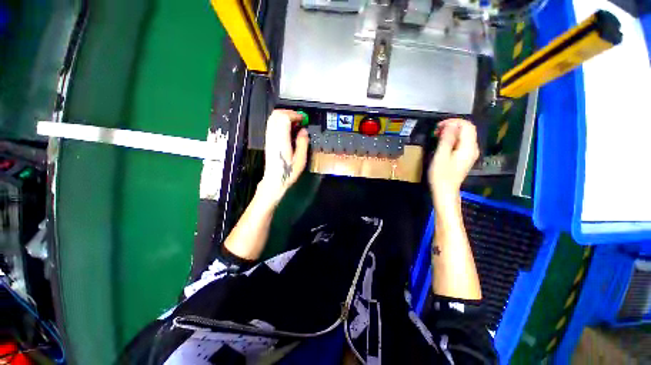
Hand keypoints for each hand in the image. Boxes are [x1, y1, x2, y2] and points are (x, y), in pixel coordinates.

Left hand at [257, 109, 309, 206]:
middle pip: (277, 115)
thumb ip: (302, 142)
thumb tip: (303, 131)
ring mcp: (269, 138)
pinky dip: (280, 122)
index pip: (284, 118)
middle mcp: (273, 136)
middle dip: (289, 113)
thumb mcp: (300, 159)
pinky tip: (288, 129)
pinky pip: (272, 124)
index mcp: (281, 140)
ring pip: (273, 118)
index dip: (295, 115)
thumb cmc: (288, 171)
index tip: (303, 118)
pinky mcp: (268, 140)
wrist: (274, 180)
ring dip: (284, 116)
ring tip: (295, 123)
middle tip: (300, 119)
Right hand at [428, 119, 478, 203]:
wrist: (445, 190)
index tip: (438, 126)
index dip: (453, 122)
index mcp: (468, 147)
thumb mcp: (441, 156)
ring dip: (452, 132)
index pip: (467, 126)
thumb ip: (447, 139)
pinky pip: (462, 142)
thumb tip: (451, 125)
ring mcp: (470, 153)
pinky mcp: (465, 157)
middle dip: (453, 125)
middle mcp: (473, 148)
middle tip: (437, 130)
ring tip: (438, 135)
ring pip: (465, 135)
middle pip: (467, 129)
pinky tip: (443, 143)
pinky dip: (453, 139)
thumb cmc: (441, 175)